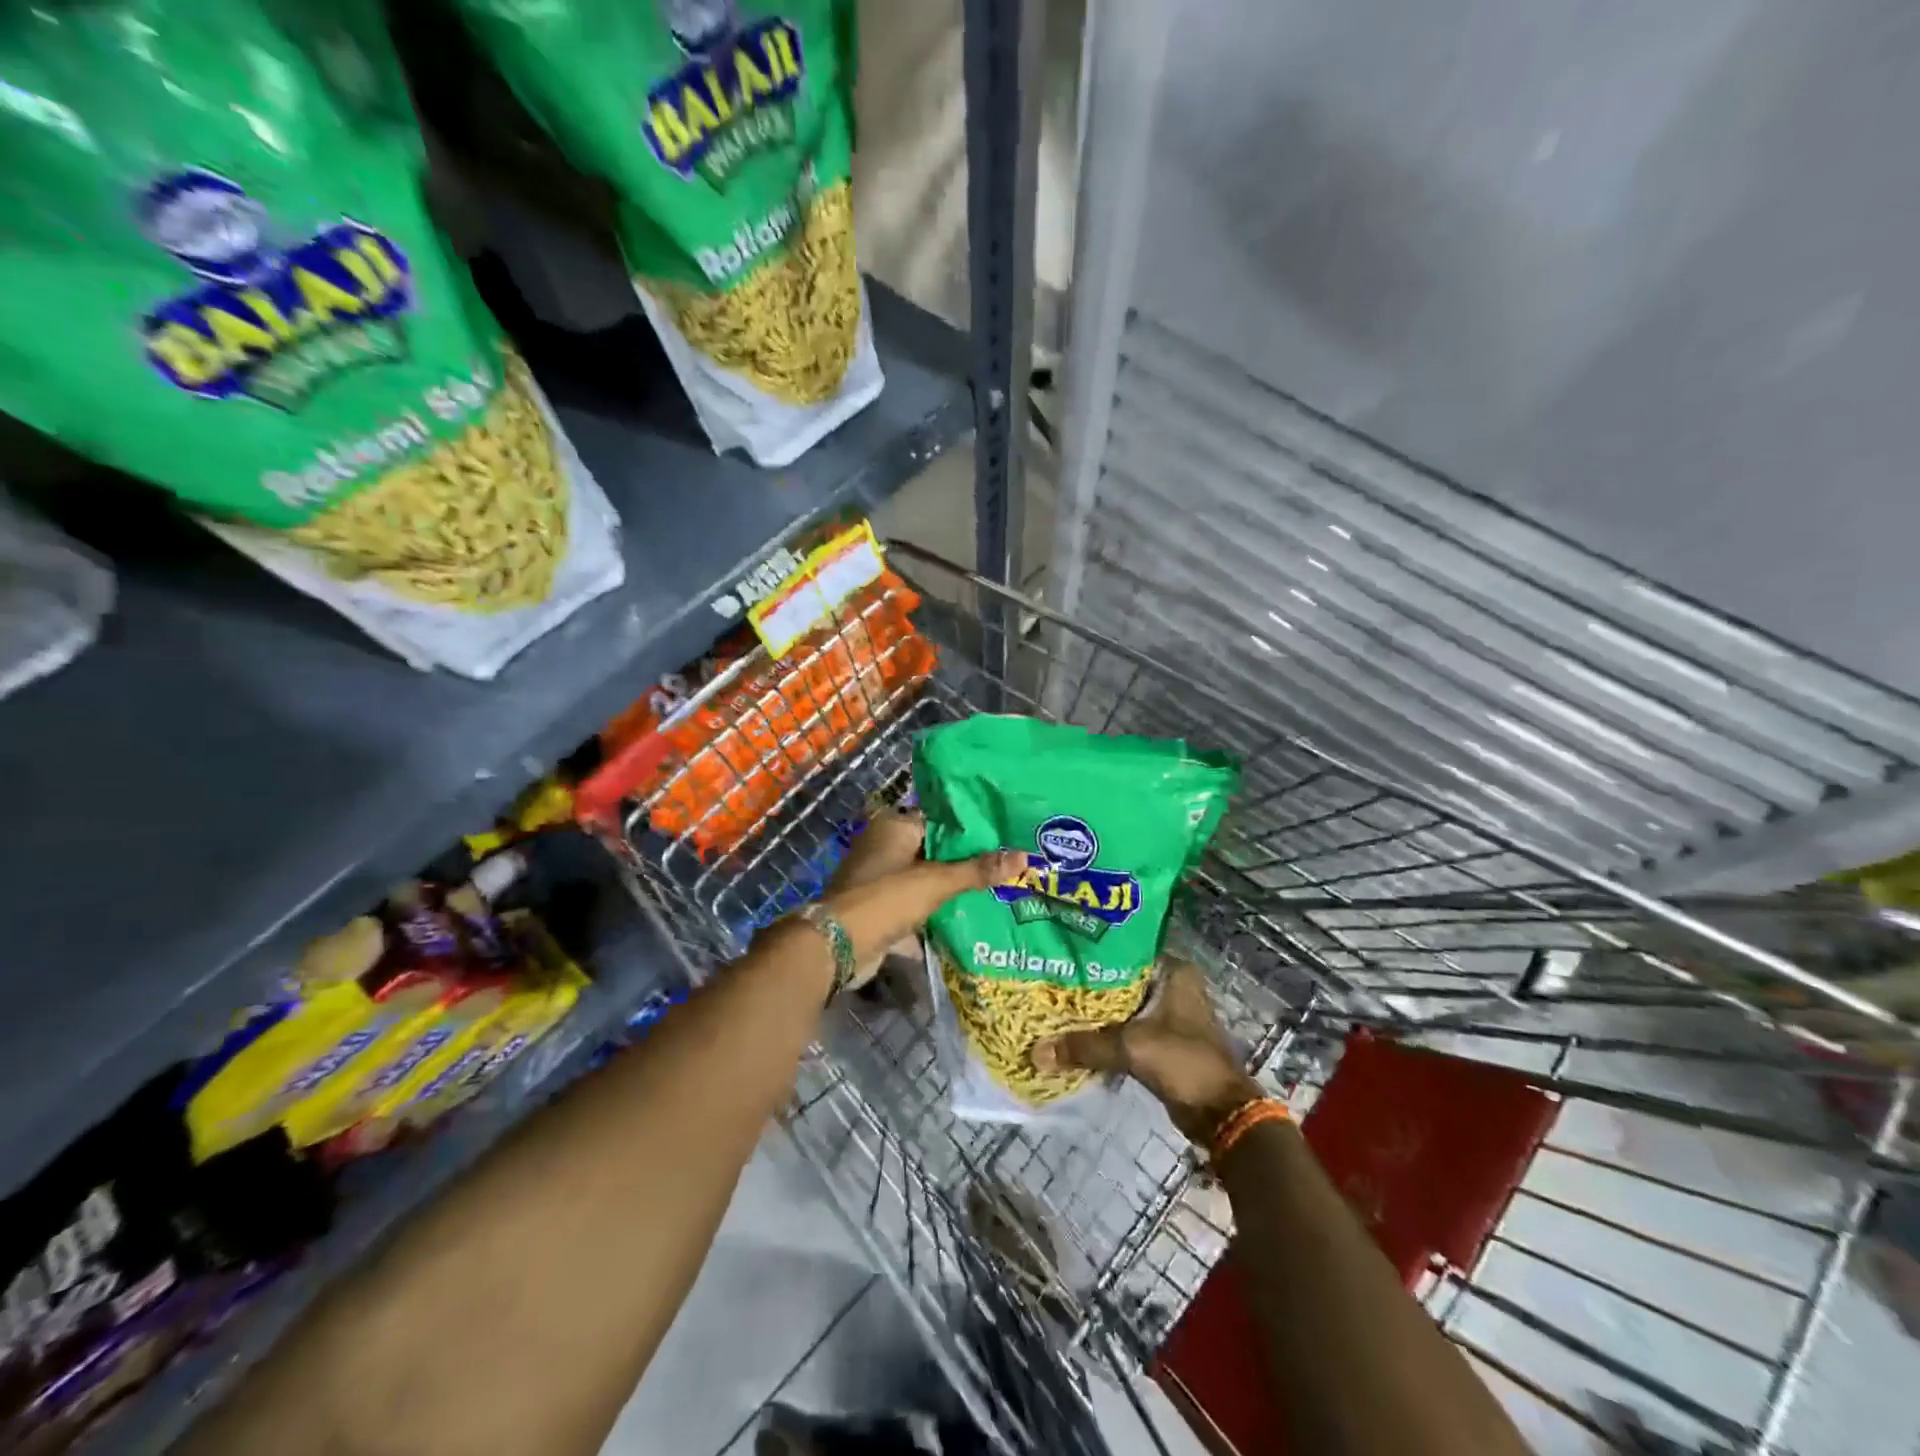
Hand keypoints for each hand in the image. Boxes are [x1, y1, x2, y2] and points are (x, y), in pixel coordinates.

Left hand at [816, 806, 1023, 991]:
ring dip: (952, 887)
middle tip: (1008, 864)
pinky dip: (936, 911)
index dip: (972, 828)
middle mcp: (885, 846)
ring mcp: (880, 878)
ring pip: (926, 878)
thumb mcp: (936, 882)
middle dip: (966, 861)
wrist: (837, 946)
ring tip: (997, 889)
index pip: (941, 818)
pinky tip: (968, 916)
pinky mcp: (879, 908)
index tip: (1005, 835)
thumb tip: (1024, 856)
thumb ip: (978, 870)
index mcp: (894, 826)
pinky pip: (916, 904)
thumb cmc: (886, 899)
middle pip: (935, 849)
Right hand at [1031, 957, 1262, 1142]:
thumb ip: (1084, 1046)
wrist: (1222, 1114)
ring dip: (1097, 1011)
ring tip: (1056, 1005)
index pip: (1124, 950)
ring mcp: (1170, 1014)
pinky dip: (1106, 1032)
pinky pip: (1127, 1028)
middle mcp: (1174, 985)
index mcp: (1174, 971)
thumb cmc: (1184, 1063)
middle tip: (1050, 980)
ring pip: (1123, 1005)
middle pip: (1121, 979)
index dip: (1092, 954)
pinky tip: (1077, 1033)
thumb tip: (1036, 1053)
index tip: (1060, 954)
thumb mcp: (1131, 1048)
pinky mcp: (1164, 1039)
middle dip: (1089, 984)